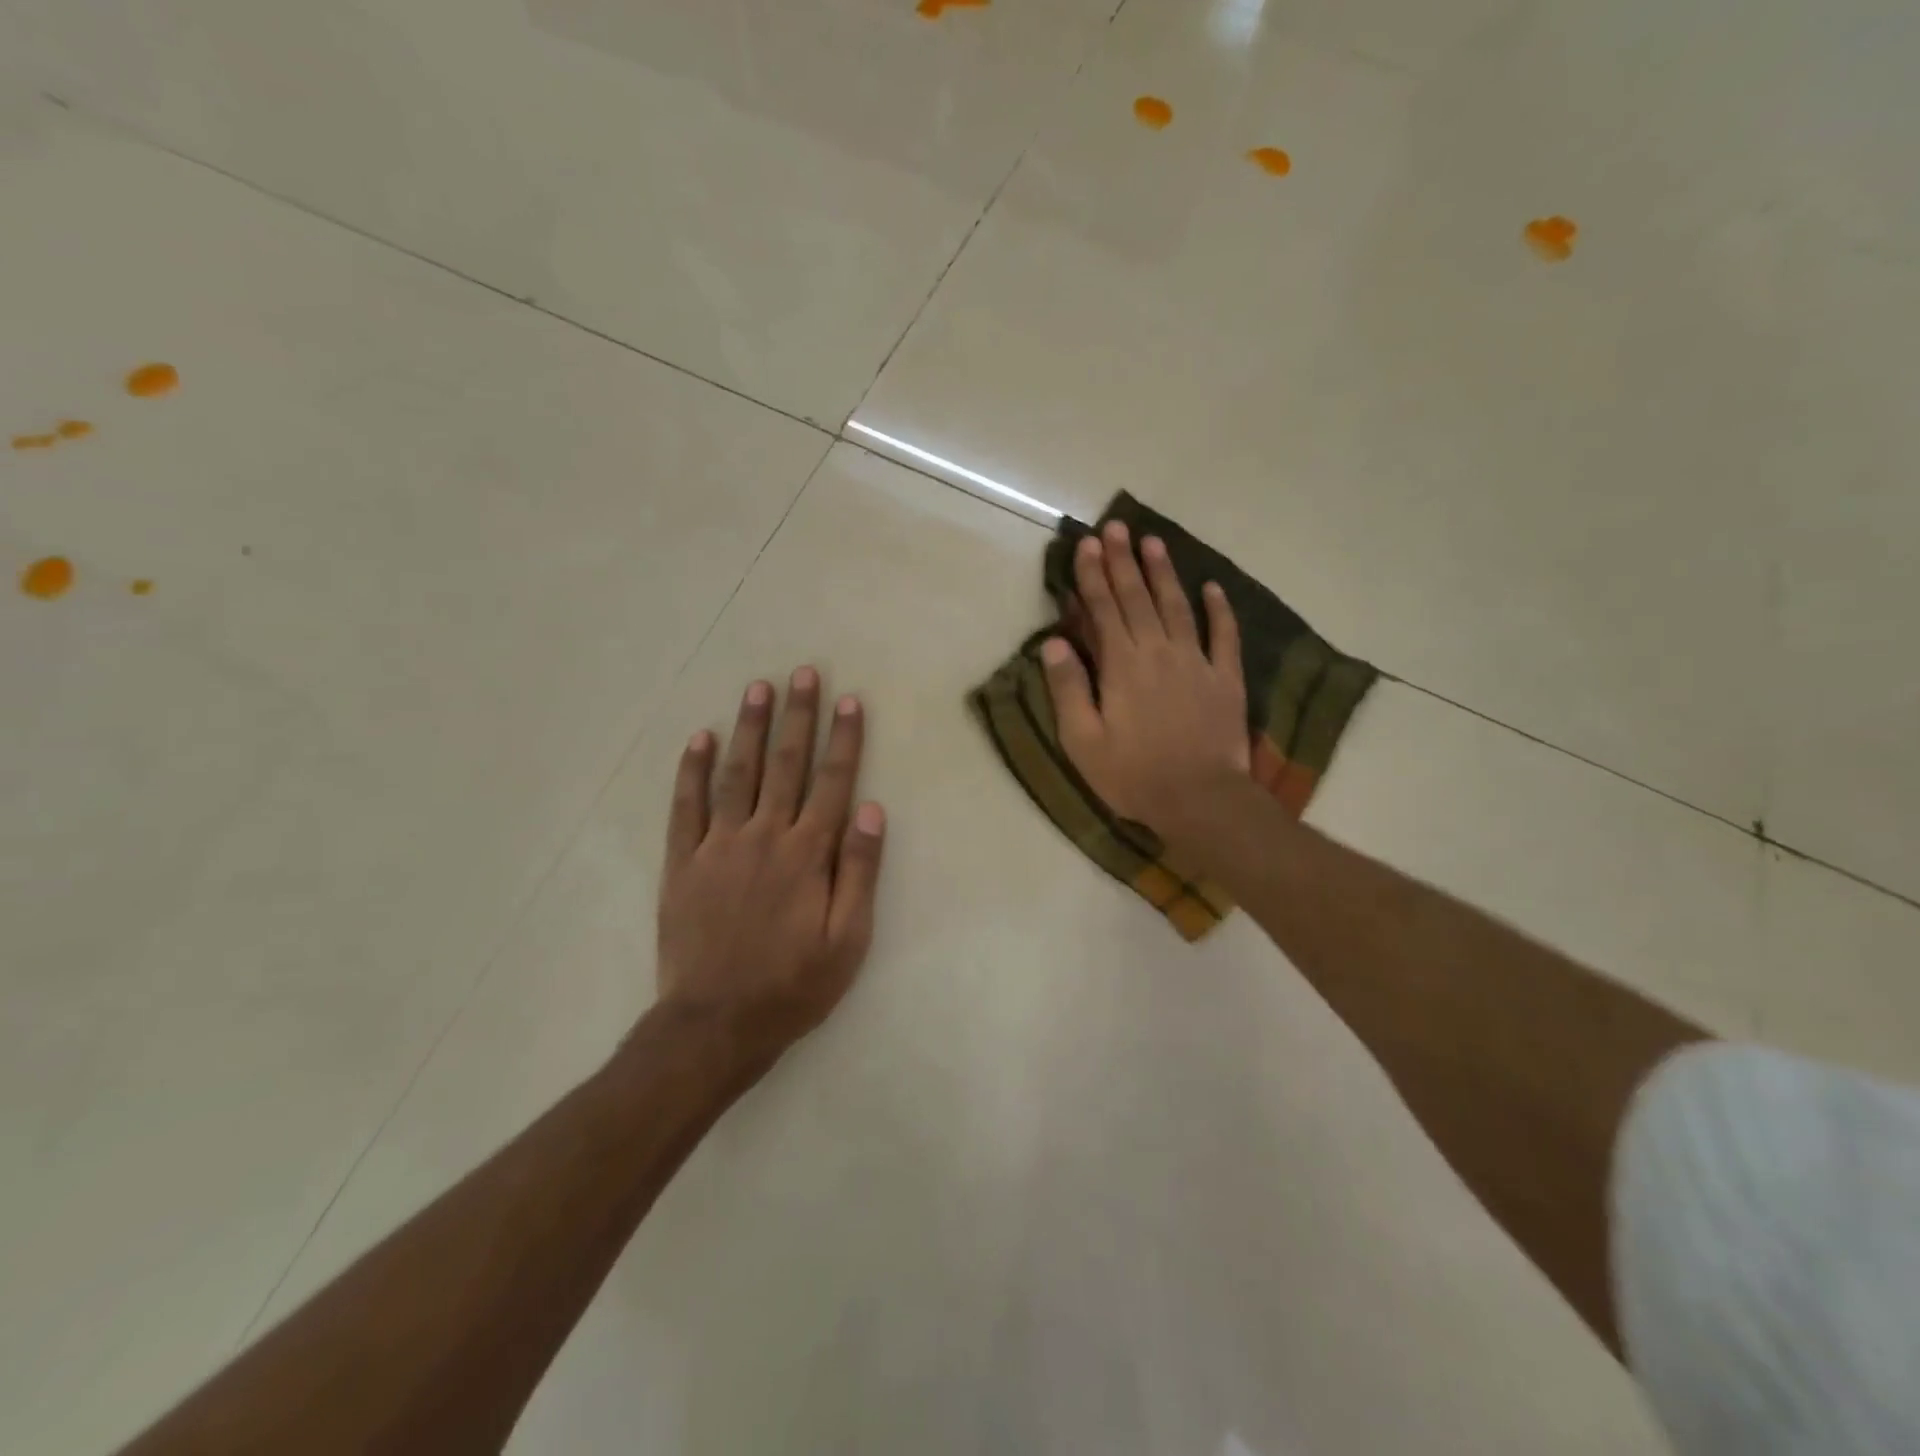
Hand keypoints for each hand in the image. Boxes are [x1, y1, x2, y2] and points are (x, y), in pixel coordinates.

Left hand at [657, 667, 885, 1059]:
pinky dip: (691, 770)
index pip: (832, 783)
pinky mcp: (682, 862)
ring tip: (758, 688)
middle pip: (786, 765)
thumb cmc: (793, 985)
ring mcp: (718, 846)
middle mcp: (764, 837)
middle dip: (797, 717)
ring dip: (750, 729)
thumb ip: (859, 871)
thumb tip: (871, 809)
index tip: (850, 700)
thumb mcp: (848, 940)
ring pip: (737, 774)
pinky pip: (685, 806)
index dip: (844, 740)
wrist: (716, 1024)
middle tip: (803, 674)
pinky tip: (698, 738)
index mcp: (807, 854)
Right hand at [1041, 521, 1248, 856]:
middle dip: (1124, 561)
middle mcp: (1158, 651)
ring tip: (1154, 541)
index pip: (1103, 609)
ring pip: (1178, 606)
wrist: (1200, 799)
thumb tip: (1054, 642)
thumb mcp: (1083, 740)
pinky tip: (1213, 587)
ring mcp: (1196, 662)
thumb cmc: (1133, 775)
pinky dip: (1219, 609)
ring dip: (1164, 573)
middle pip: (1138, 598)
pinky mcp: (1225, 678)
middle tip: (1116, 526)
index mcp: (1122, 665)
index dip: (1092, 575)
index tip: (1086, 544)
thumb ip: (1069, 688)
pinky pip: (1224, 635)